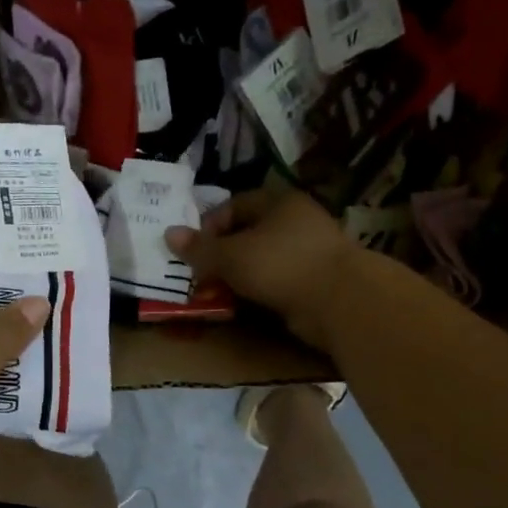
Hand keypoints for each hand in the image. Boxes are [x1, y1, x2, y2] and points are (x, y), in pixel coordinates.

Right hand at [165, 187, 364, 351]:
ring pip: (261, 260)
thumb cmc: (280, 265)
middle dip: (221, 256)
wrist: (339, 301)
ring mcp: (308, 252)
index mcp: (278, 202)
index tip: (193, 252)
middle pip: (247, 234)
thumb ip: (200, 248)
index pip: (234, 206)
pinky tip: (244, 305)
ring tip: (217, 295)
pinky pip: (276, 281)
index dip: (209, 227)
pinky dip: (258, 291)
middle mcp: (296, 221)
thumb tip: (168, 234)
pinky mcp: (315, 280)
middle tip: (201, 277)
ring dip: (238, 277)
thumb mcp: (231, 255)